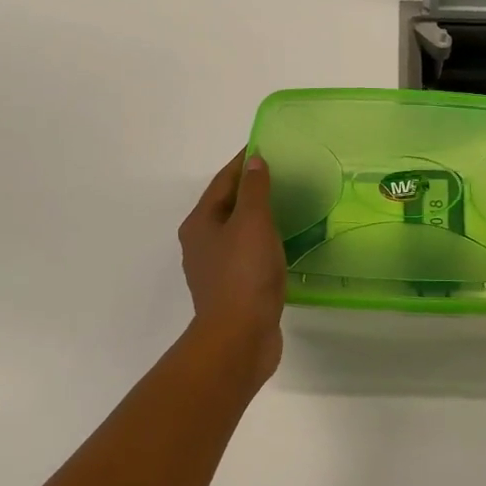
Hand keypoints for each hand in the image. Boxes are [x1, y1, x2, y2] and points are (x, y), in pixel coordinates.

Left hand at [178, 152, 286, 383]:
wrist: (239, 338)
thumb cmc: (244, 273)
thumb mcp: (252, 222)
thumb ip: (254, 189)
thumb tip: (254, 161)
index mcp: (200, 223)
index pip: (222, 182)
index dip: (243, 163)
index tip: (265, 147)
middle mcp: (201, 243)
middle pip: (226, 206)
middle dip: (250, 189)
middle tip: (281, 175)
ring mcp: (215, 269)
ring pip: (237, 232)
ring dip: (257, 217)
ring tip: (286, 206)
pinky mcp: (232, 290)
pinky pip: (247, 255)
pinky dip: (262, 242)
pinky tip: (282, 244)